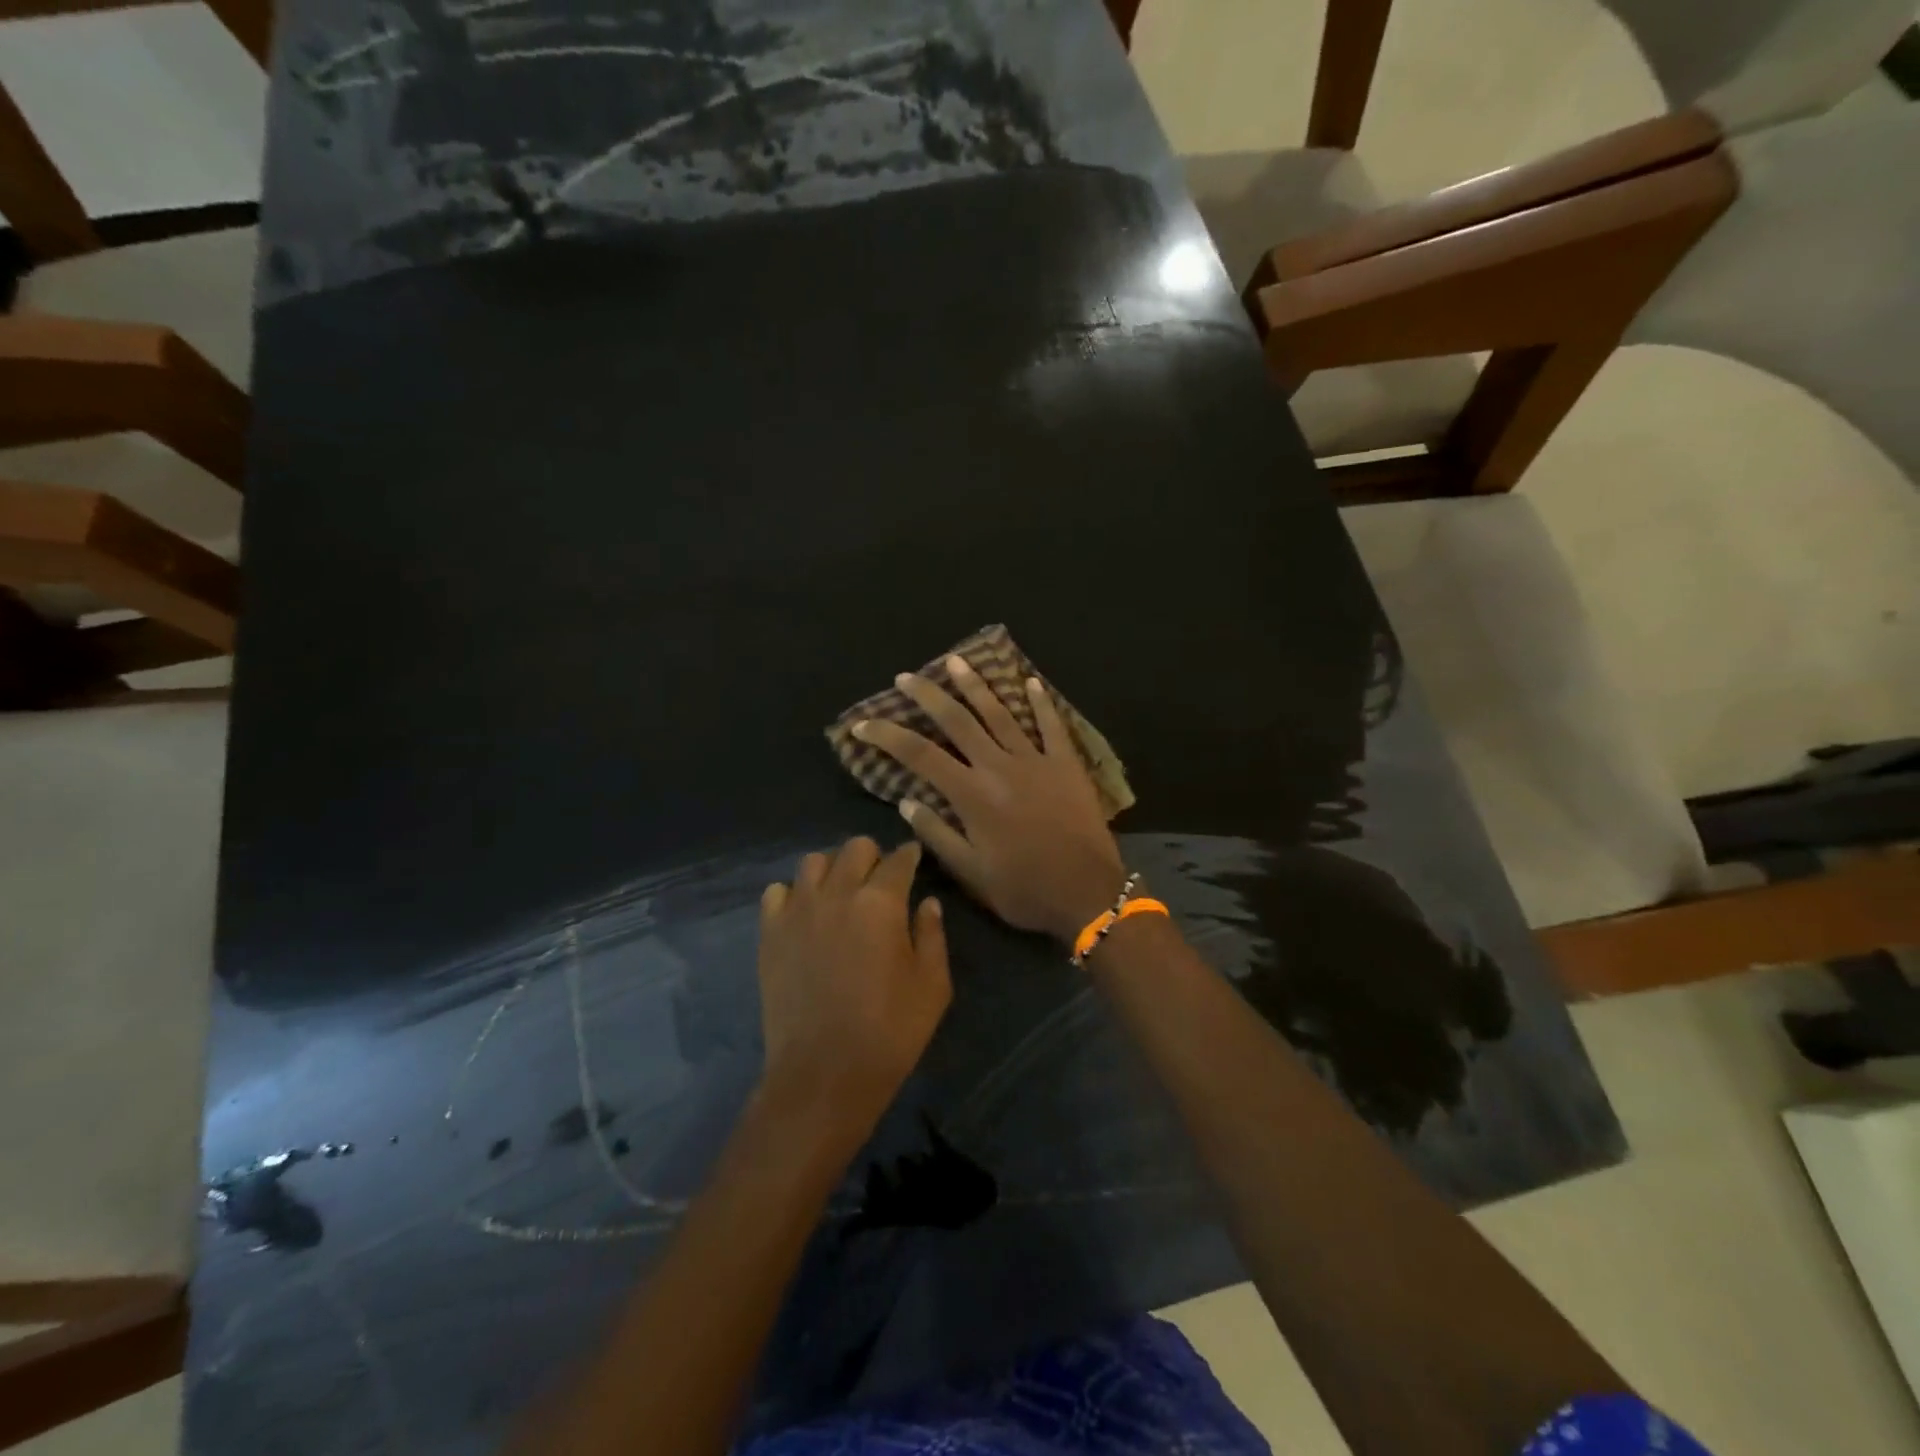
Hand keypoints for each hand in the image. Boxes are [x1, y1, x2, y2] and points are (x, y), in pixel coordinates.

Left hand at [757, 838, 950, 1137]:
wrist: (823, 1073)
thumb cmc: (890, 1031)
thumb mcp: (932, 985)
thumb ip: (932, 935)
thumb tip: (927, 903)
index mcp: (881, 903)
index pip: (898, 860)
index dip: (910, 855)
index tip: (914, 857)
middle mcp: (837, 893)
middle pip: (854, 848)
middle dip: (873, 856)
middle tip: (880, 878)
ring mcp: (797, 911)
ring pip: (813, 862)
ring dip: (833, 868)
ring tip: (840, 891)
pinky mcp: (770, 933)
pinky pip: (777, 892)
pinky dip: (794, 894)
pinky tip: (805, 914)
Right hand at [851, 657, 1126, 943]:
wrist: (1088, 892)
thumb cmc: (1024, 889)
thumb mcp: (971, 873)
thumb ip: (937, 834)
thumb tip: (905, 801)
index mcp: (972, 795)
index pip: (919, 755)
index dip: (887, 736)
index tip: (862, 724)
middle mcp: (999, 767)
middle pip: (957, 721)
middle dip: (927, 695)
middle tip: (906, 677)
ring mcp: (1035, 760)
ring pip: (1000, 713)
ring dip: (975, 685)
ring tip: (956, 661)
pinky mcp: (1066, 764)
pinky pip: (1052, 725)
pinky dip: (1040, 702)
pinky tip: (1029, 682)